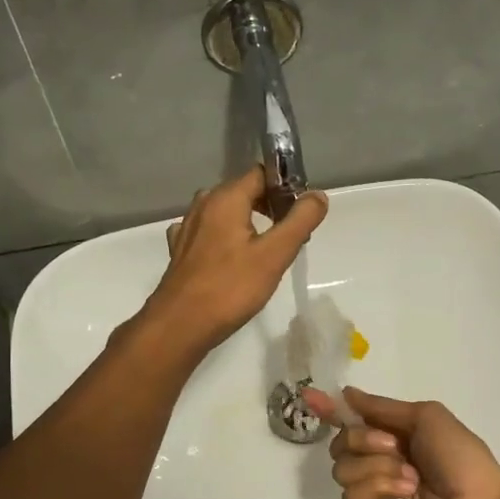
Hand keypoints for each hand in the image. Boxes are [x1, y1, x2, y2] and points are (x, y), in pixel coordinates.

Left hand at [140, 166, 326, 356]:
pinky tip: (233, 258)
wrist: (180, 325)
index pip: (262, 173)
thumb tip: (318, 195)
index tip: (302, 213)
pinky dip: (226, 238)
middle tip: (291, 236)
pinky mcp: (180, 250)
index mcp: (226, 198)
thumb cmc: (230, 288)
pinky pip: (210, 232)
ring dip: (249, 223)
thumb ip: (299, 221)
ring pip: (226, 213)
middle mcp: (204, 204)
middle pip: (244, 191)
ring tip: (267, 251)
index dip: (286, 187)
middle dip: (270, 206)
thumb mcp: (275, 255)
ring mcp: (188, 227)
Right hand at [305, 387, 499, 498]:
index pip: (353, 420)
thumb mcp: (426, 417)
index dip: (331, 410)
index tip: (310, 397)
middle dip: (362, 438)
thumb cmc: (461, 457)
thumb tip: (347, 393)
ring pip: (342, 468)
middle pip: (341, 442)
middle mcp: (381, 461)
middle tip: (394, 445)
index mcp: (395, 436)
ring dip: (377, 465)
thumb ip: (382, 407)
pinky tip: (405, 491)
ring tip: (410, 477)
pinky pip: (351, 495)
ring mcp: (375, 492)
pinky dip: (377, 486)